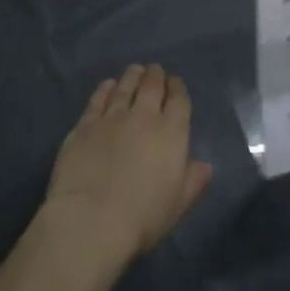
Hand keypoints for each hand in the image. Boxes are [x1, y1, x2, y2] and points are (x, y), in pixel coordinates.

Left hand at [45, 64, 211, 267]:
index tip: (175, 83)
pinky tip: (108, 85)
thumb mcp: (178, 204)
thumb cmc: (142, 217)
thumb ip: (194, 181)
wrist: (91, 220)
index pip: (179, 100)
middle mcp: (143, 117)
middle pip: (152, 86)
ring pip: (125, 87)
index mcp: (171, 133)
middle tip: (155, 71)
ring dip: (132, 76)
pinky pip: (98, 99)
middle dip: (156, 76)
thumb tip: (204, 165)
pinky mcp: (85, 125)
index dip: (178, 88)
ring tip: (135, 71)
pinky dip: (105, 89)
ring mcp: (112, 118)